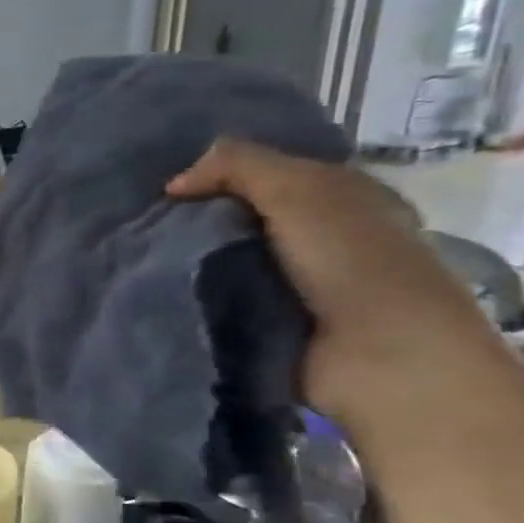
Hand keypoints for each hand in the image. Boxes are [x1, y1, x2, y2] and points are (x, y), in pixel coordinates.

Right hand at [166, 139, 502, 427]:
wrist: (380, 356)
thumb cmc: (351, 259)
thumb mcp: (296, 188)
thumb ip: (235, 165)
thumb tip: (174, 185)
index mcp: (343, 196)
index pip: (269, 172)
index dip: (221, 171)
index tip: (170, 184)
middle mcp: (322, 236)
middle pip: (243, 216)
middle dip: (198, 217)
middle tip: (146, 220)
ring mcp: (298, 284)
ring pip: (228, 258)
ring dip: (192, 259)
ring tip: (143, 254)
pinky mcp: (273, 324)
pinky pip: (223, 298)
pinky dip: (198, 294)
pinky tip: (164, 287)